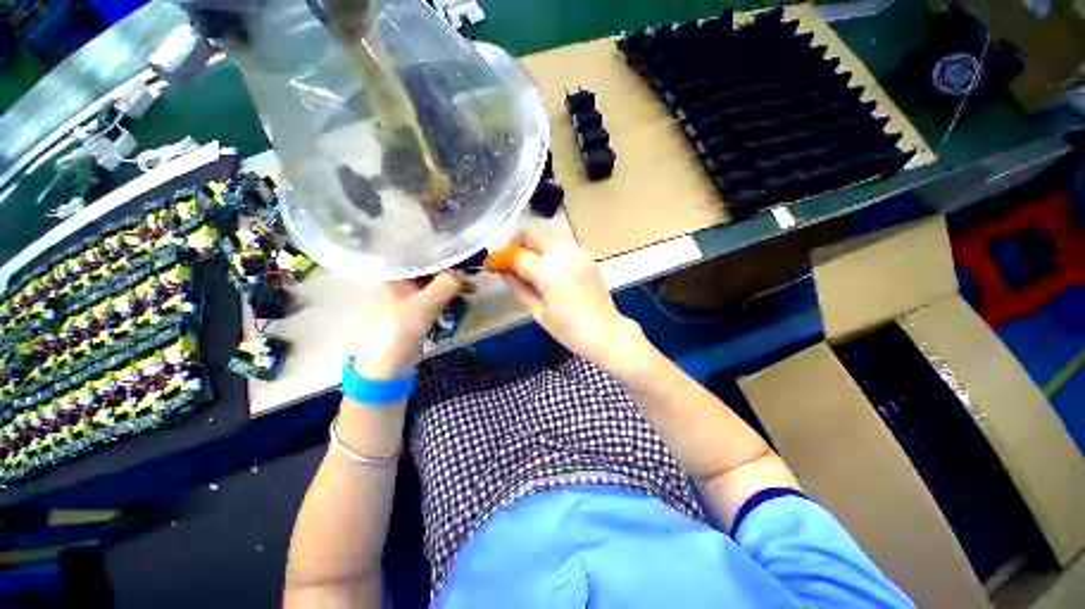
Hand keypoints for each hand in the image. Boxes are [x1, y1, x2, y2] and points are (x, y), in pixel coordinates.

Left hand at [353, 273, 465, 378]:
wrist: (388, 366)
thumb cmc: (402, 329)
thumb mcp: (426, 304)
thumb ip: (446, 285)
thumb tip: (462, 273)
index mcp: (396, 278)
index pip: (424, 262)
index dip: (446, 263)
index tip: (466, 268)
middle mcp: (400, 286)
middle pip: (430, 276)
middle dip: (452, 279)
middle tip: (472, 286)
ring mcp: (407, 302)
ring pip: (434, 290)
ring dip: (451, 291)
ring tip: (470, 294)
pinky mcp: (414, 316)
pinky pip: (433, 303)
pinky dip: (446, 303)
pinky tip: (458, 306)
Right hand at [502, 231, 641, 367]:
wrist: (605, 332)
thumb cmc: (568, 329)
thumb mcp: (538, 311)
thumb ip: (519, 286)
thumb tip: (505, 271)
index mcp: (549, 271)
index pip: (517, 255)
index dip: (501, 258)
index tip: (492, 264)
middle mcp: (563, 254)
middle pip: (532, 233)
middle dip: (516, 242)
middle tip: (510, 259)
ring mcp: (578, 252)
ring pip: (547, 236)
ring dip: (533, 245)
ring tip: (528, 265)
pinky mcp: (586, 255)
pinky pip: (561, 245)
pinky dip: (549, 250)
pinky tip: (549, 268)